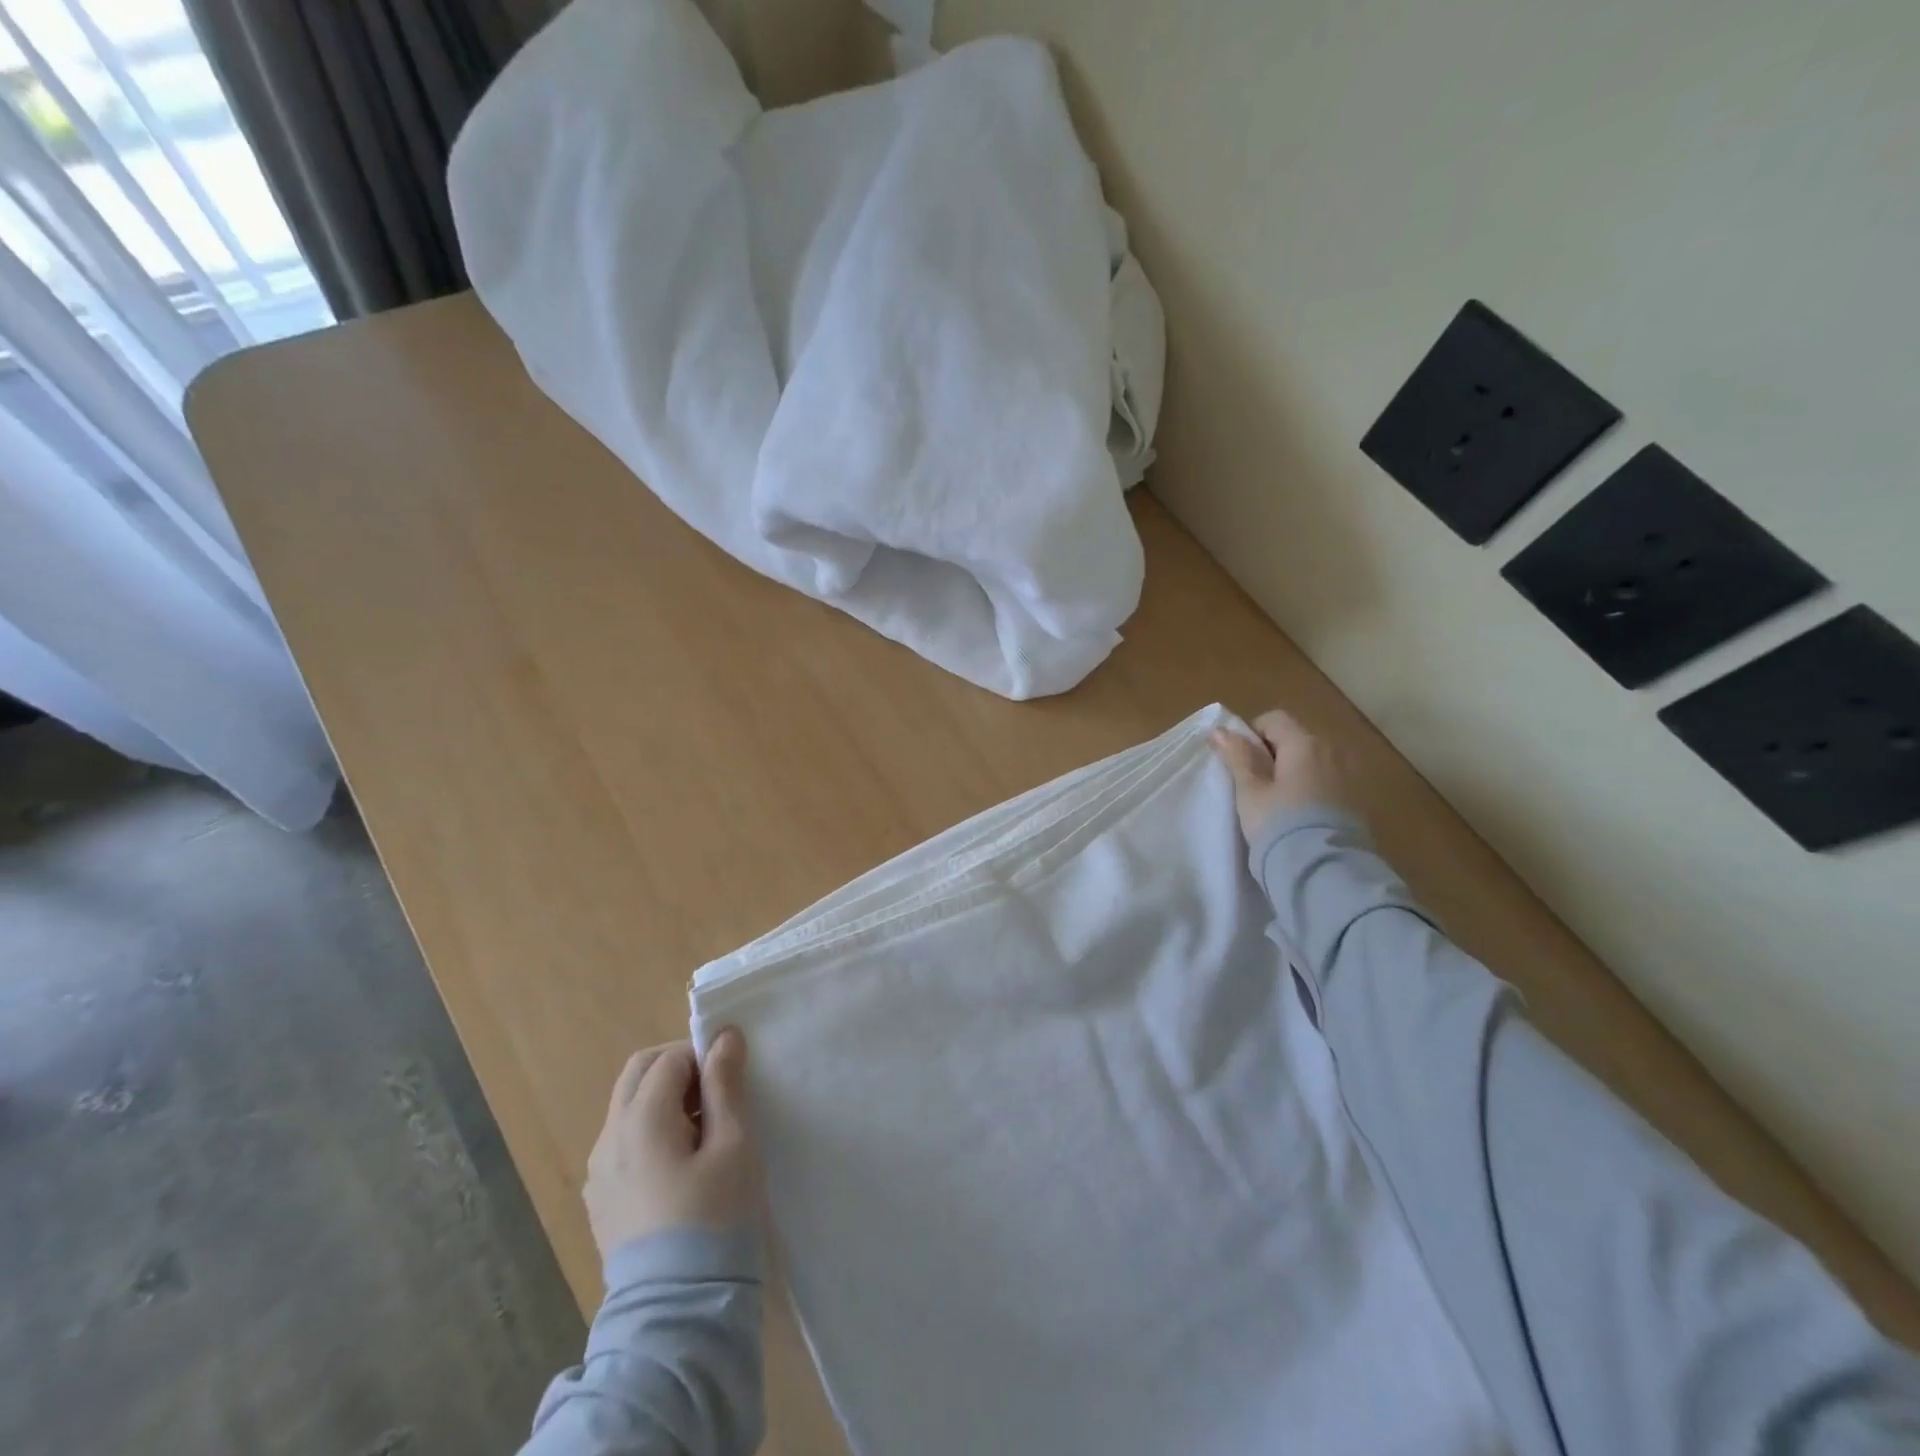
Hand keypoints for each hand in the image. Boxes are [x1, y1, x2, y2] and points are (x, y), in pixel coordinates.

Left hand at [584, 1029, 759, 1258]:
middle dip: (678, 1068)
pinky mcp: (600, 1200)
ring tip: (702, 1132)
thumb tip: (724, 1036)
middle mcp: (609, 1137)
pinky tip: (680, 1165)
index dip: (704, 1057)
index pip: (670, 1058)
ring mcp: (598, 1171)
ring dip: (664, 1099)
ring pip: (628, 1107)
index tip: (732, 1080)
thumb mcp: (733, 1144)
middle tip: (716, 1094)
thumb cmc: (715, 1217)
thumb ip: (725, 1084)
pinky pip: (623, 1142)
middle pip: (639, 1073)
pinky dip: (650, 1131)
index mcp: (640, 1118)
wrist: (677, 1312)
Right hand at [1210, 709, 1349, 843]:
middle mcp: (1333, 750)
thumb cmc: (1279, 824)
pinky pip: (1329, 780)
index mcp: (1305, 743)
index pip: (1274, 720)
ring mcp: (1351, 775)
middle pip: (1296, 738)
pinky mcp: (1359, 800)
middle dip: (1274, 753)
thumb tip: (1220, 730)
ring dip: (1295, 771)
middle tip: (1255, 785)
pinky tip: (1301, 814)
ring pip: (1314, 760)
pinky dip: (1312, 787)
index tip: (1240, 763)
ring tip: (1279, 802)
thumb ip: (1237, 757)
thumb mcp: (1250, 791)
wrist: (1324, 870)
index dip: (1252, 734)